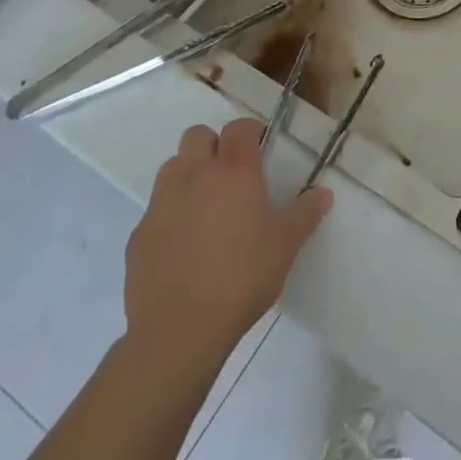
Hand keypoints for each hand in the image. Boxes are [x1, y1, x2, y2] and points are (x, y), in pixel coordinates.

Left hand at [124, 119, 332, 370]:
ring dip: (188, 175)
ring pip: (172, 168)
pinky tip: (184, 245)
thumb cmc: (241, 278)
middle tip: (232, 175)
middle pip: (197, 136)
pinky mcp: (138, 236)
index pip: (239, 127)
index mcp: (232, 170)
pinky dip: (170, 215)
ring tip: (206, 206)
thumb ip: (305, 214)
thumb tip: (322, 194)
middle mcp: (193, 176)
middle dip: (214, 146)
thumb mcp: (286, 246)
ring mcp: (160, 204)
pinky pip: (155, 210)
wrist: (179, 332)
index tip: (261, 149)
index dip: (251, 132)